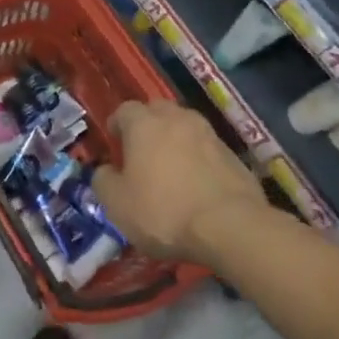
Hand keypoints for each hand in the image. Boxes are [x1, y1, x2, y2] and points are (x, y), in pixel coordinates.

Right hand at [93, 101, 266, 262]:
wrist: (231, 228)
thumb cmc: (163, 211)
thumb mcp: (117, 204)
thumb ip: (103, 180)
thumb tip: (106, 171)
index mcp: (144, 123)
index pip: (124, 110)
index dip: (117, 126)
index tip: (115, 145)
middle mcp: (176, 119)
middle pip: (158, 111)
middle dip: (148, 126)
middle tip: (142, 152)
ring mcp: (209, 134)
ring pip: (185, 128)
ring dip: (176, 141)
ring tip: (171, 169)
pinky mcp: (234, 155)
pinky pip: (207, 150)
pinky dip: (199, 160)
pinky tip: (197, 185)